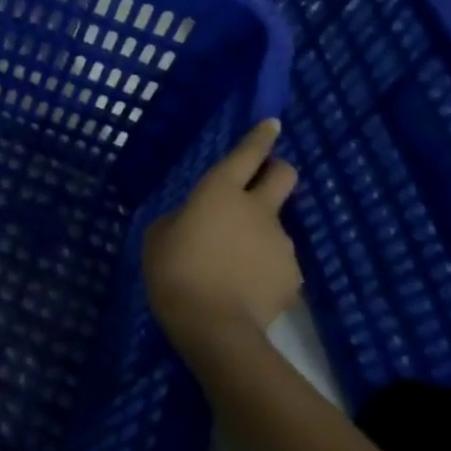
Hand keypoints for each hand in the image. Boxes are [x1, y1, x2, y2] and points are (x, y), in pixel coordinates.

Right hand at [144, 119, 301, 347]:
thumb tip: (195, 221)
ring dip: (258, 235)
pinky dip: (262, 270)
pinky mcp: (292, 277)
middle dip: (277, 170)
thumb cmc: (174, 272)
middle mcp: (257, 210)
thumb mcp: (159, 236)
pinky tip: (243, 290)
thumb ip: (181, 219)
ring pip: (274, 227)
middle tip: (261, 182)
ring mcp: (280, 243)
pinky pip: (276, 264)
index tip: (272, 124)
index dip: (260, 136)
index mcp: (219, 192)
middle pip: (284, 175)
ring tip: (232, 266)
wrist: (214, 326)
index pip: (246, 153)